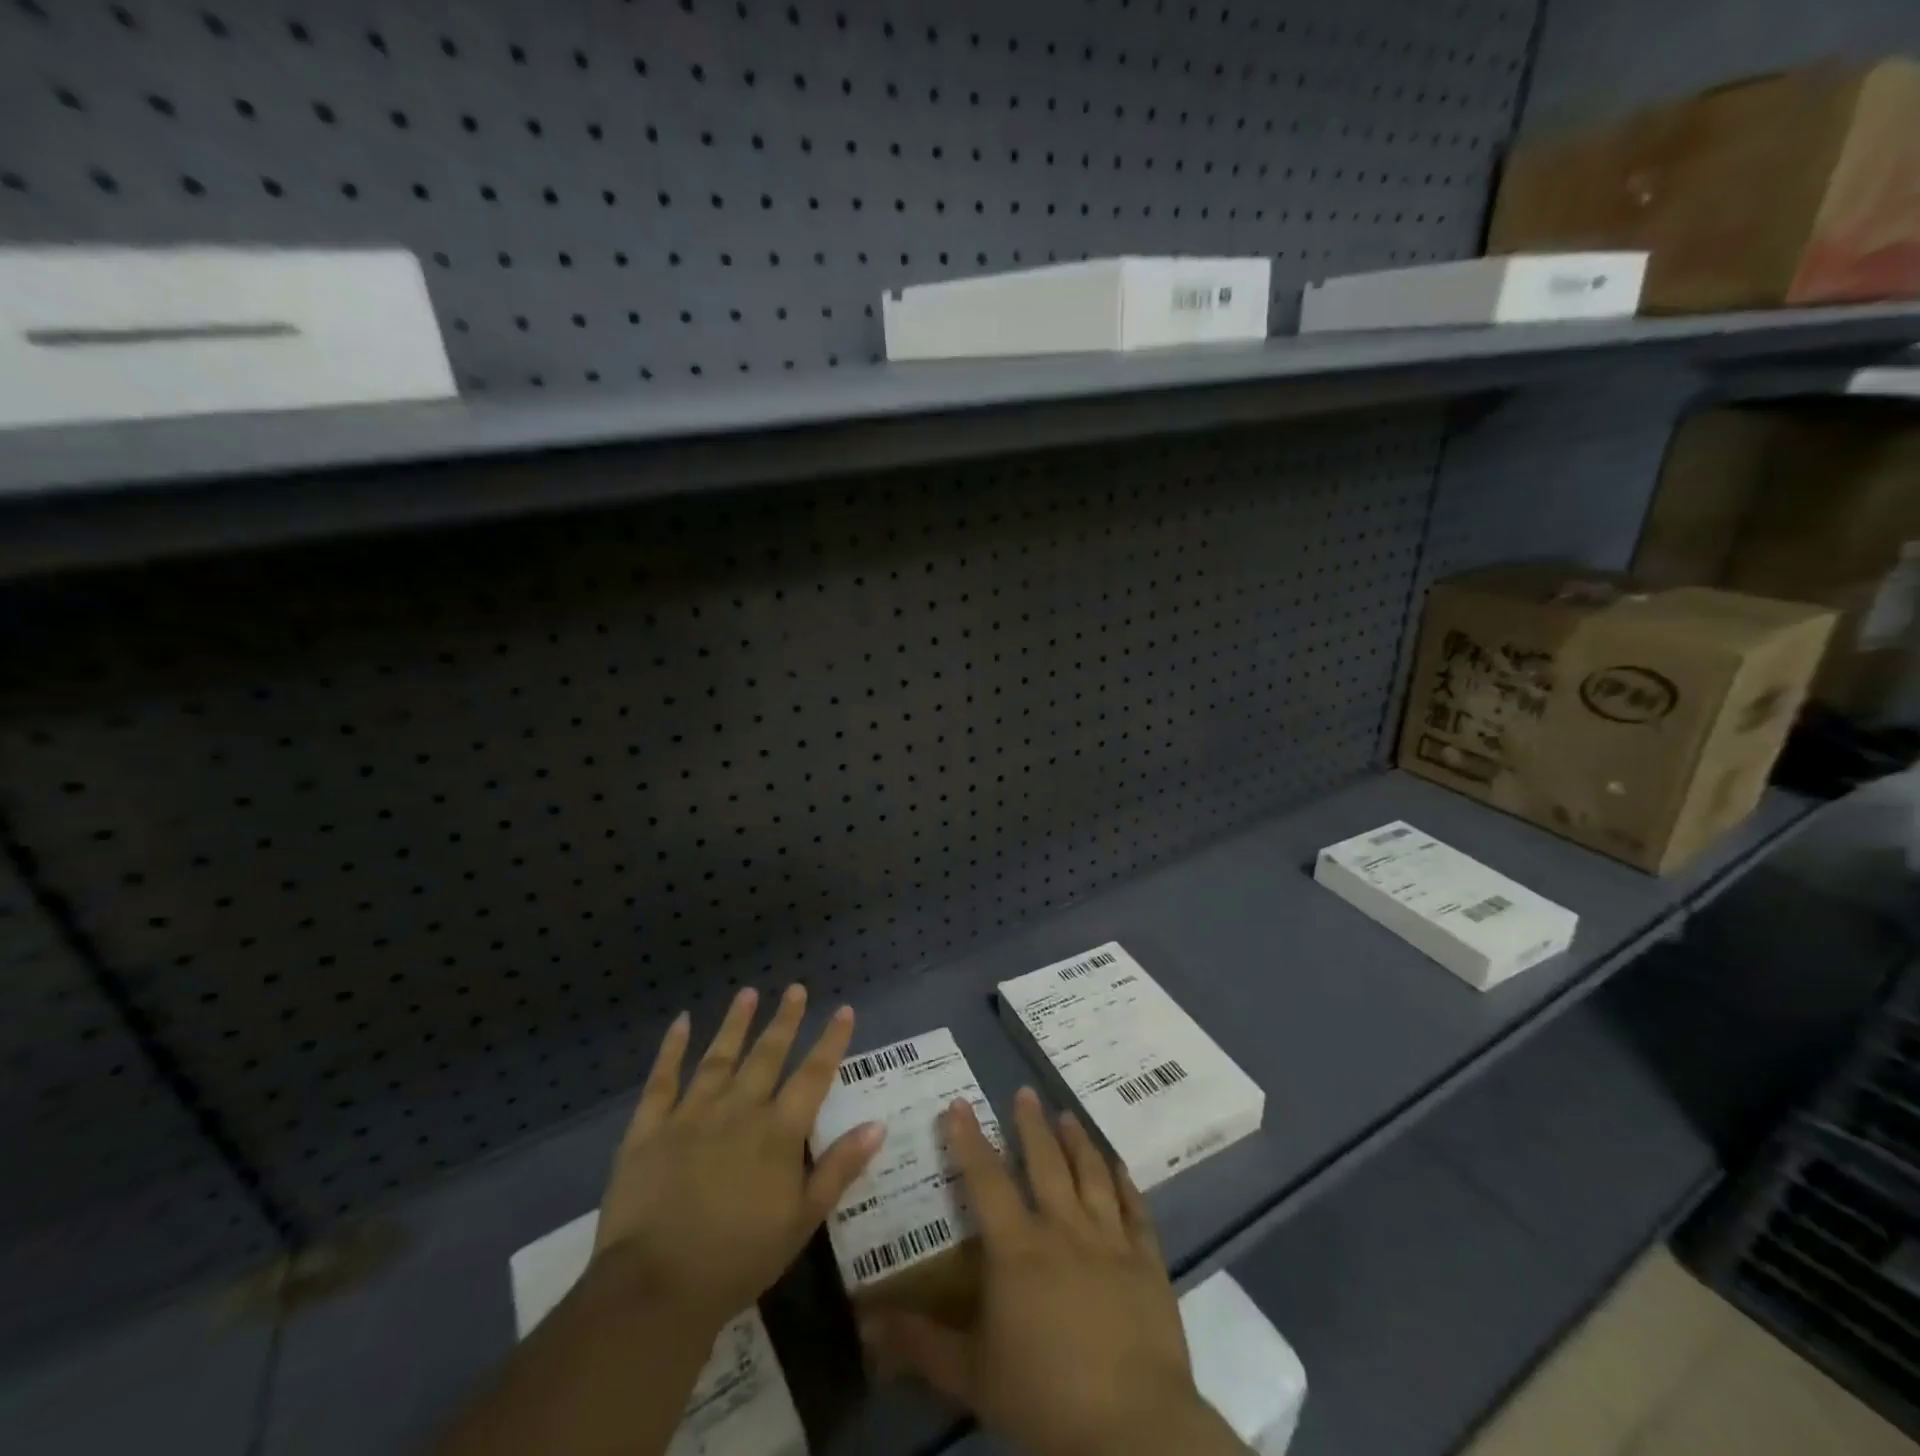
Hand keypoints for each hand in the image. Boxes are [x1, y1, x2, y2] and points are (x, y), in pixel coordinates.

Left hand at [589, 985, 886, 1335]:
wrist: (655, 1287)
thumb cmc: (738, 1259)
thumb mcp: (802, 1220)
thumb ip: (839, 1168)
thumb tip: (877, 1124)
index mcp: (778, 1131)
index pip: (813, 1075)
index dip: (831, 1041)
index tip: (843, 1010)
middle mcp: (739, 1109)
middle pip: (767, 1055)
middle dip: (785, 1020)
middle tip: (795, 988)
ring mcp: (691, 1114)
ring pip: (718, 1057)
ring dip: (735, 1023)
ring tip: (748, 992)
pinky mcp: (649, 1128)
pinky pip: (662, 1079)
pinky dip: (671, 1049)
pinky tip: (681, 1022)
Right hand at [865, 1089, 1241, 1455]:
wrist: (1131, 1426)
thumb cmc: (1044, 1397)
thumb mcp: (971, 1375)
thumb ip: (919, 1344)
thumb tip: (865, 1324)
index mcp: (1017, 1248)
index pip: (986, 1179)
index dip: (969, 1140)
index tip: (959, 1104)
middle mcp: (1063, 1228)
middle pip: (1045, 1163)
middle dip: (1031, 1124)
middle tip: (1025, 1092)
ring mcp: (1109, 1240)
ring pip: (1091, 1174)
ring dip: (1078, 1141)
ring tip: (1068, 1115)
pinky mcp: (1146, 1261)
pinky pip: (1135, 1209)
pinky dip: (1125, 1182)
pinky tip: (1119, 1165)